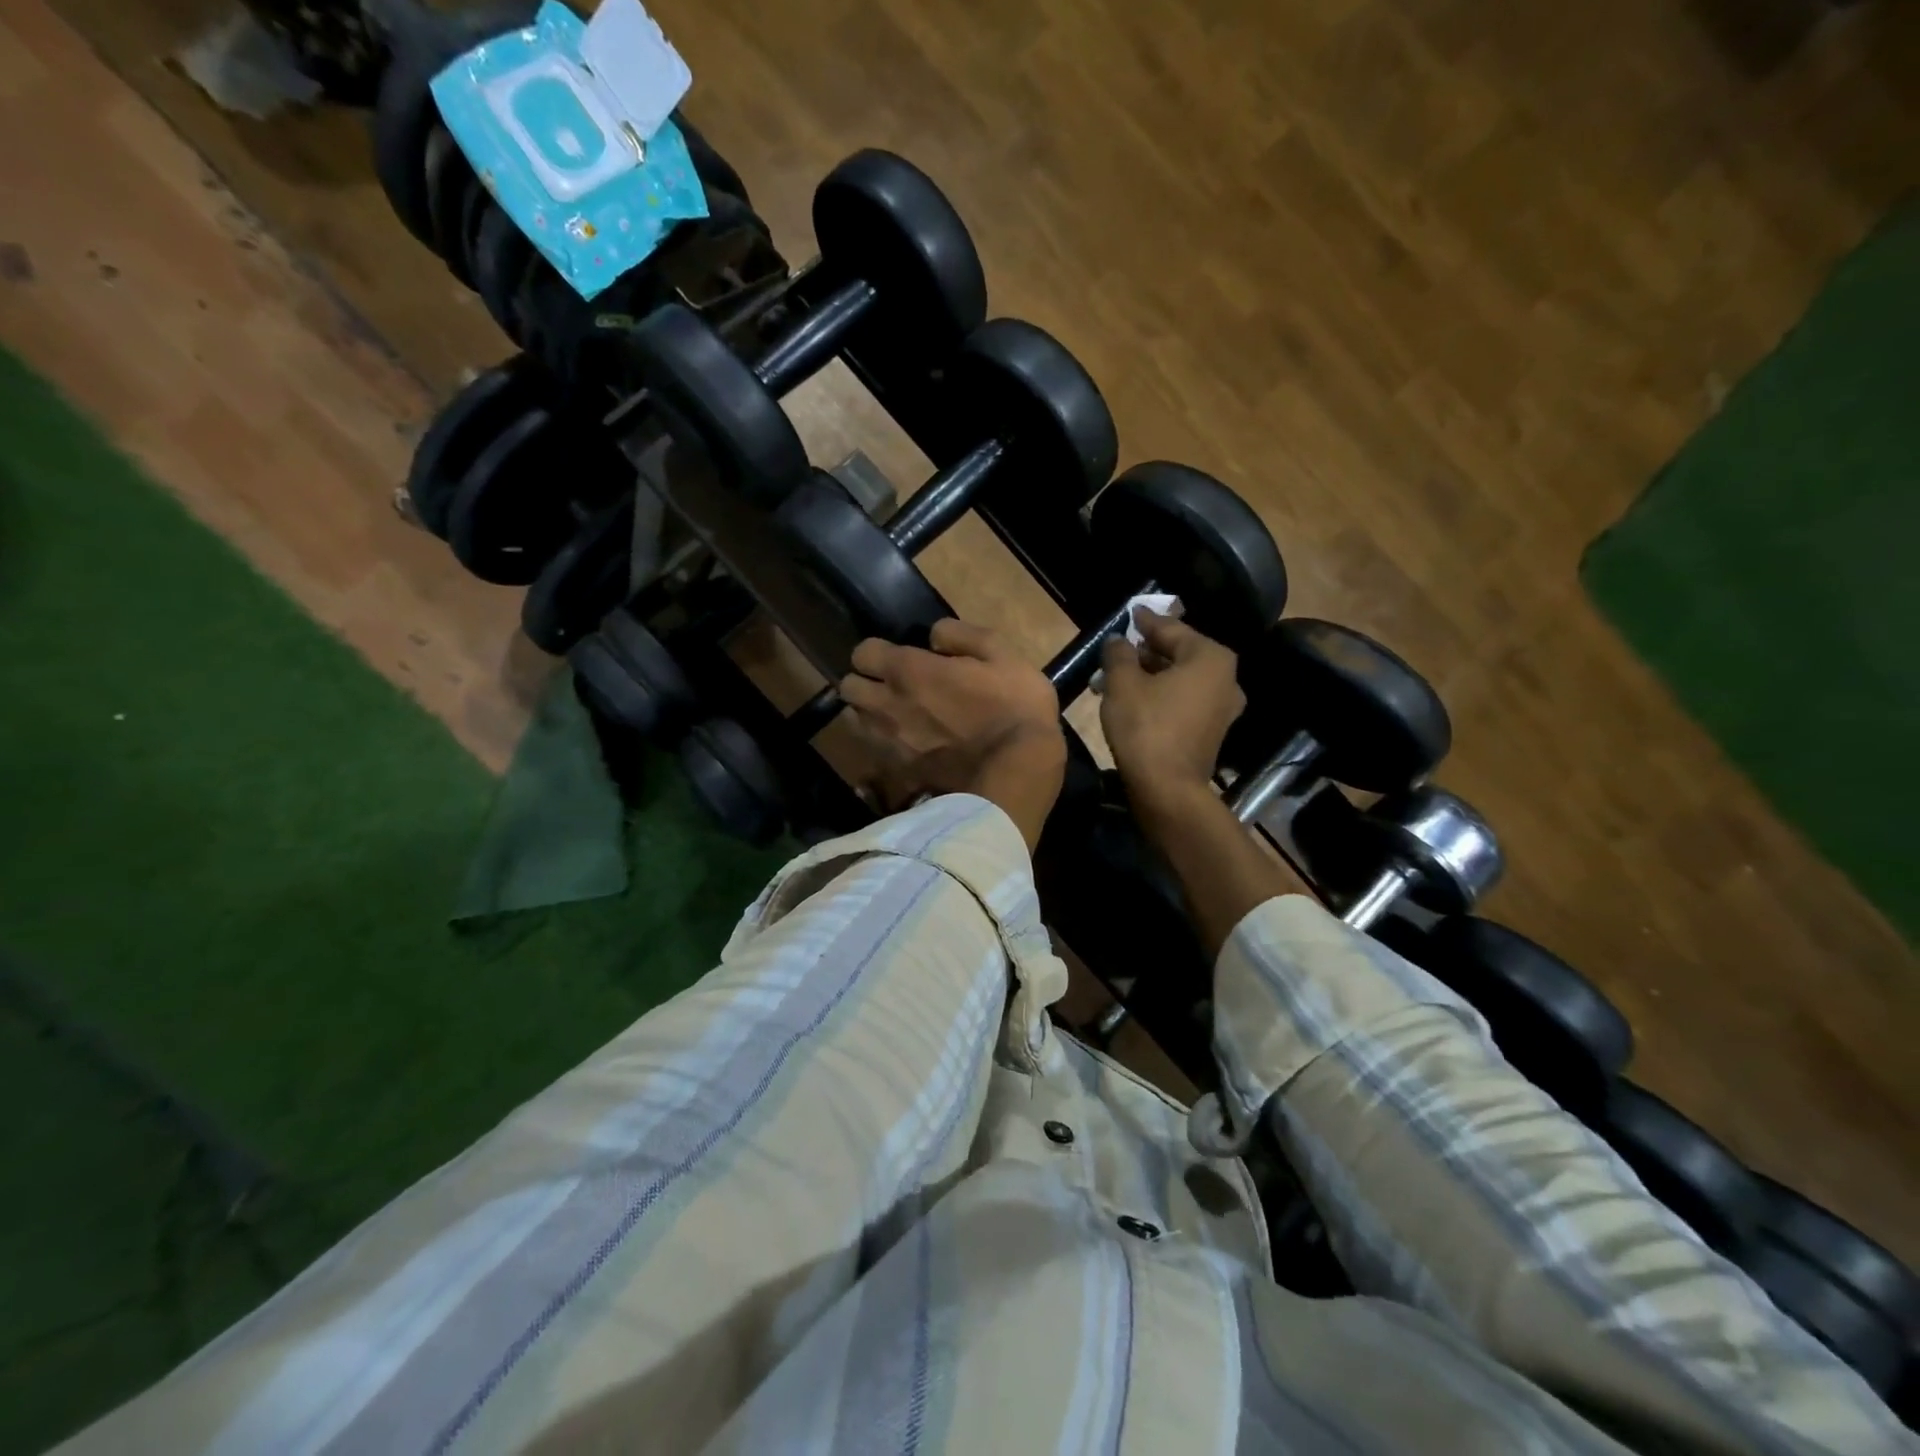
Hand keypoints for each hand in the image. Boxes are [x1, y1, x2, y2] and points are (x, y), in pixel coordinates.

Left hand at [839, 619, 1065, 850]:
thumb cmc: (1014, 705)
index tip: (898, 656)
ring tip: (899, 716)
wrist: (1018, 770)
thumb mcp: (1001, 653)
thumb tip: (933, 636)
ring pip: (858, 723)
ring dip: (871, 714)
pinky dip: (887, 746)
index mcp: (909, 671)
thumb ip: (961, 635)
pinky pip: (878, 754)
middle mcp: (888, 705)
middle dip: (864, 682)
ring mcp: (891, 744)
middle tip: (891, 685)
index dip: (877, 652)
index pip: (862, 653)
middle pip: (848, 689)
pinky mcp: (902, 773)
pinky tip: (911, 746)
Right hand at [1098, 609, 1244, 807]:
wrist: (1167, 789)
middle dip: (1145, 652)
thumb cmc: (1145, 727)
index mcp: (1210, 657)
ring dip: (1150, 676)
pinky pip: (1183, 701)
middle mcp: (1225, 678)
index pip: (1171, 629)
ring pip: (1180, 680)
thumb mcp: (1122, 683)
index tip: (1131, 613)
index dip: (1145, 621)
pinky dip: (1161, 695)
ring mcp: (1222, 708)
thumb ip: (1119, 653)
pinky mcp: (1211, 731)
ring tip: (1117, 676)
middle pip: (1178, 654)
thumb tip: (1118, 640)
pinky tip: (1134, 699)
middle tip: (1118, 649)